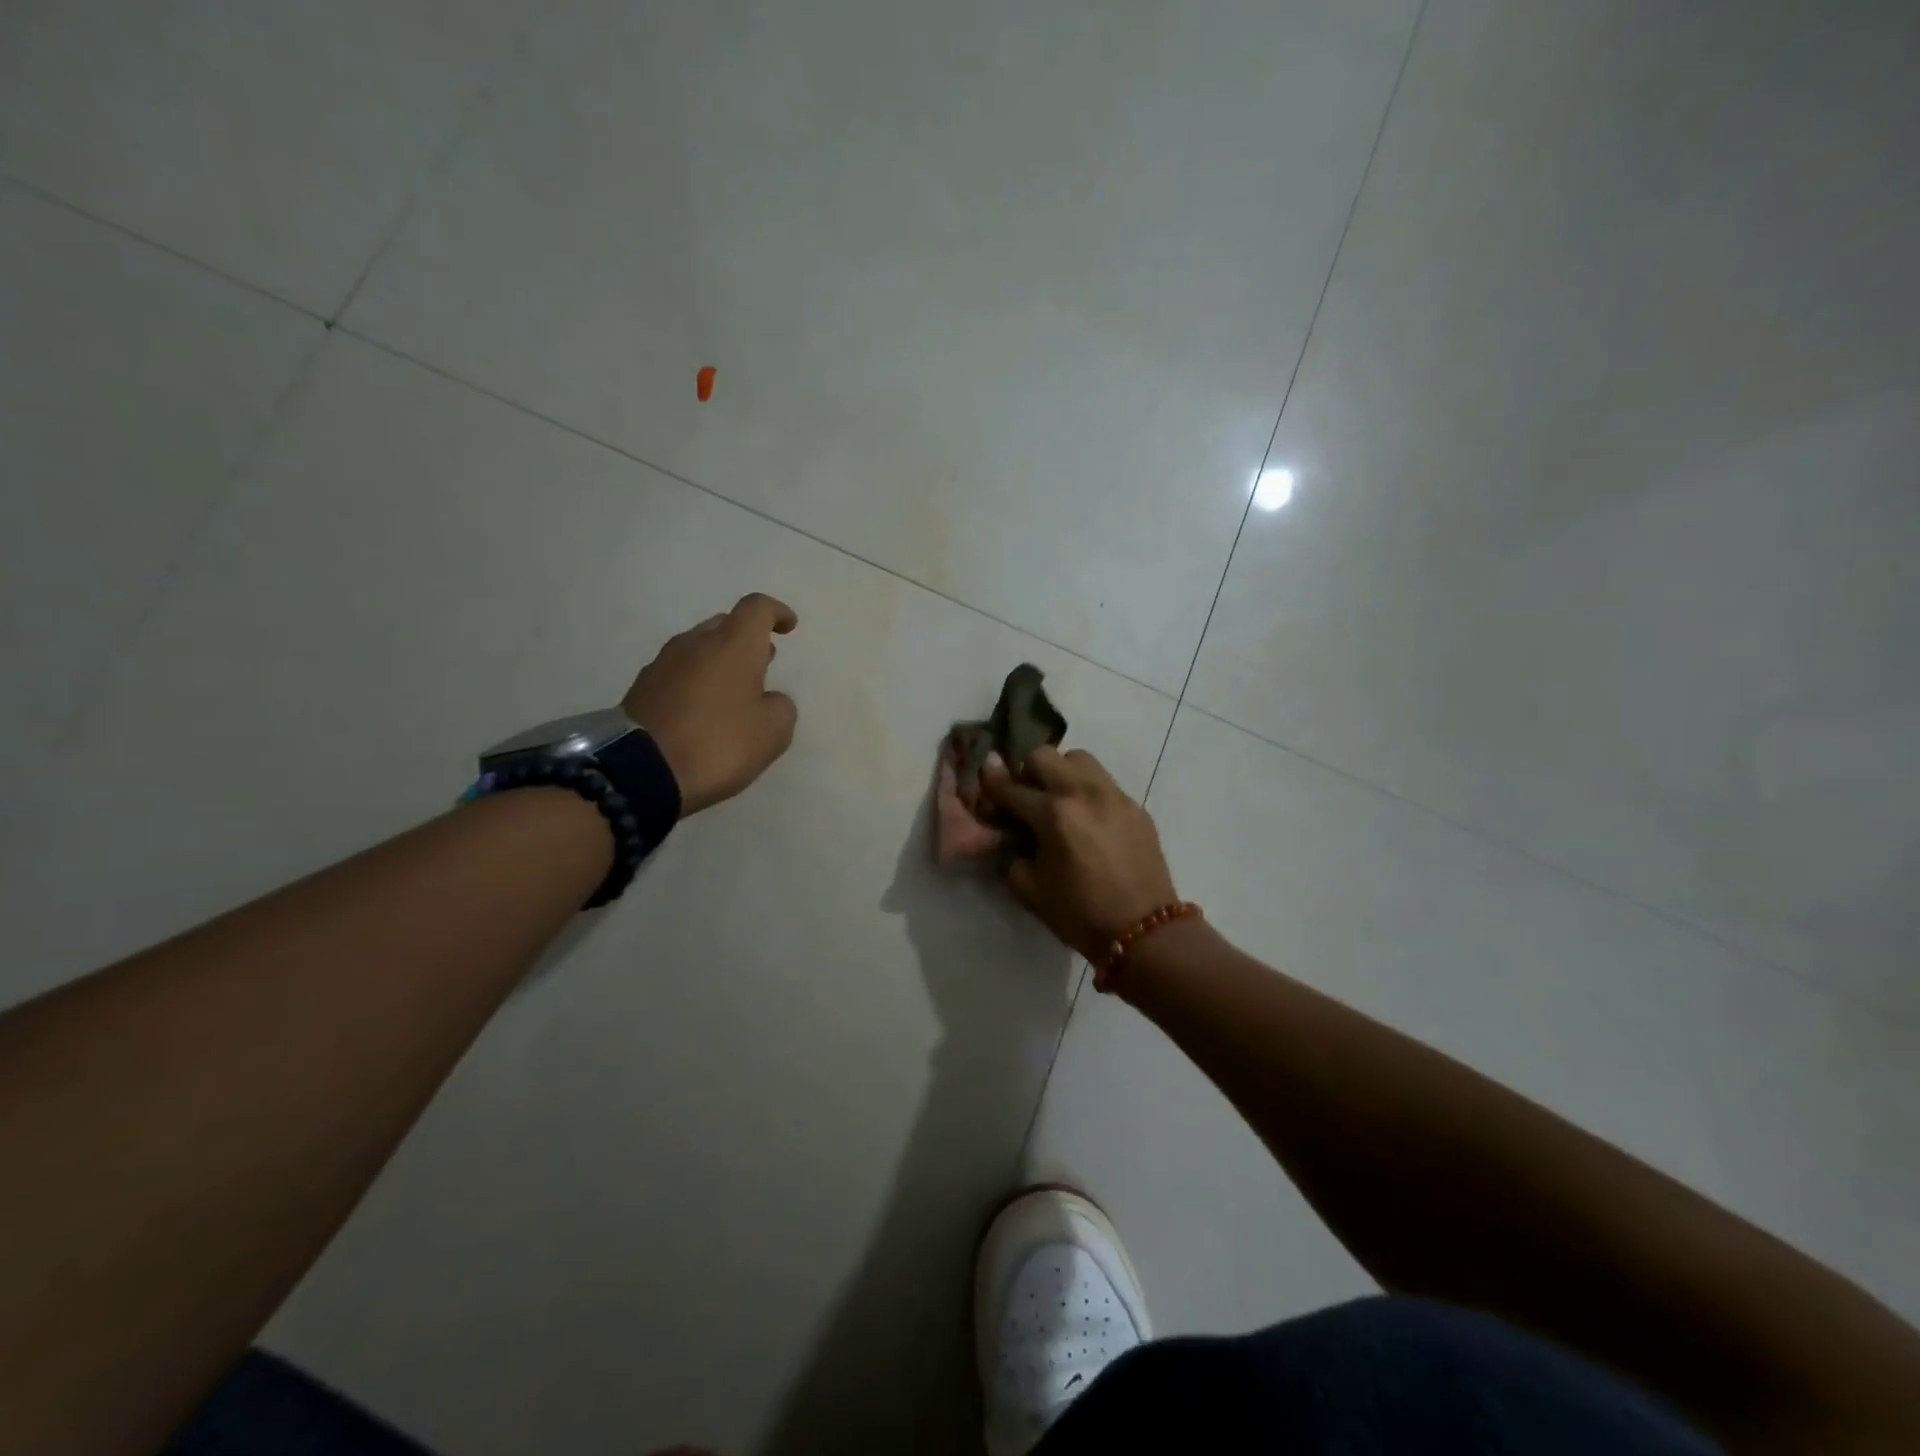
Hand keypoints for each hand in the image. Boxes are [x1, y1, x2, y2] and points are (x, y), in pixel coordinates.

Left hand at [622, 593, 798, 814]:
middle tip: (764, 663)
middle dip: (747, 639)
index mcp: (732, 644)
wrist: (641, 770)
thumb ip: (781, 707)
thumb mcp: (773, 732)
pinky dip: (697, 682)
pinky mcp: (642, 688)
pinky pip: (679, 673)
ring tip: (735, 691)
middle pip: (725, 625)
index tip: (788, 627)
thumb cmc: (718, 743)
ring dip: (720, 662)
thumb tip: (769, 699)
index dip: (776, 613)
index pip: (757, 608)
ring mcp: (663, 664)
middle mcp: (695, 642)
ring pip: (699, 648)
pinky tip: (704, 711)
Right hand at [980, 746, 1178, 960]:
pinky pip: (1104, 782)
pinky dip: (1087, 790)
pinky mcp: (1135, 806)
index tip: (983, 774)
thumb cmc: (1080, 914)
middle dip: (1027, 771)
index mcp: (1053, 814)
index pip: (1011, 787)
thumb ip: (1011, 855)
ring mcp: (1114, 795)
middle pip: (1044, 756)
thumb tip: (1008, 836)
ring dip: (1060, 771)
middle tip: (1025, 795)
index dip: (991, 781)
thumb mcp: (1030, 889)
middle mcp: (1083, 793)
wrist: (1144, 932)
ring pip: (1078, 759)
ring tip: (1058, 798)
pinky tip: (1087, 818)